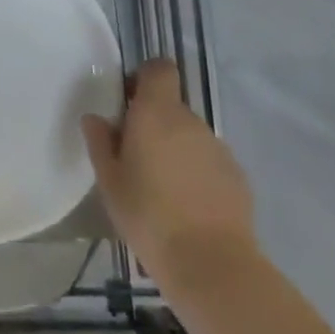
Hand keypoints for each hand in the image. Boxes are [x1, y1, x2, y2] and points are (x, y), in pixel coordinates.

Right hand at [83, 59, 257, 287]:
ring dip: (175, 149)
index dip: (144, 78)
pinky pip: (209, 161)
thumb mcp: (109, 180)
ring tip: (161, 187)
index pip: (159, 69)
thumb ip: (100, 143)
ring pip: (190, 136)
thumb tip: (96, 119)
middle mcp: (190, 121)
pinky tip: (186, 206)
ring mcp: (218, 148)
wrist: (211, 264)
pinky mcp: (238, 177)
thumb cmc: (148, 215)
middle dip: (153, 122)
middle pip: (171, 106)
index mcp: (157, 113)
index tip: (128, 103)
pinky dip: (196, 173)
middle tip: (134, 156)